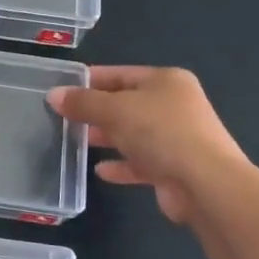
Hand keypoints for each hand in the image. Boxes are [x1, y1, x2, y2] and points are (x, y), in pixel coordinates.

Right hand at [46, 66, 244, 224]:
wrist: (205, 184)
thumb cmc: (160, 132)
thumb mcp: (115, 110)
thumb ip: (83, 103)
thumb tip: (53, 96)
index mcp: (166, 81)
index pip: (120, 74)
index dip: (90, 81)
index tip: (62, 89)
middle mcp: (174, 105)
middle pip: (126, 104)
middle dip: (96, 112)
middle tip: (64, 118)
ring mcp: (177, 138)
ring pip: (133, 133)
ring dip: (107, 137)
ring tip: (76, 142)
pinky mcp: (175, 168)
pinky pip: (141, 162)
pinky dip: (121, 164)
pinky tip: (101, 171)